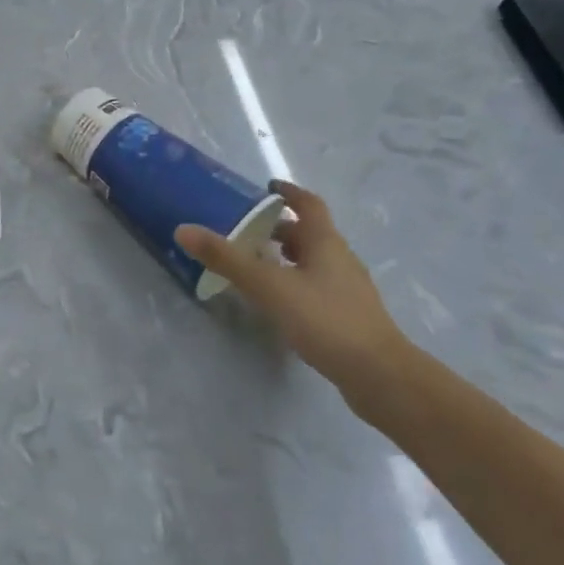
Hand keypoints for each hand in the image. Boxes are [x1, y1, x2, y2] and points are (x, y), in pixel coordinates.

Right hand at [175, 180, 411, 405]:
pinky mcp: (347, 317)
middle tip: (245, 230)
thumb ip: (227, 259)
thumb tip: (183, 229)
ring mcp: (346, 289)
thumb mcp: (269, 286)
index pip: (308, 204)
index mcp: (325, 242)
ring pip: (312, 262)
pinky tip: (277, 303)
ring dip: (286, 257)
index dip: (288, 193)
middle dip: (279, 228)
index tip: (266, 188)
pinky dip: (294, 284)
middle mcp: (339, 258)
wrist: (380, 376)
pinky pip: (316, 287)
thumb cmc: (325, 319)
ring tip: (254, 265)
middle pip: (308, 233)